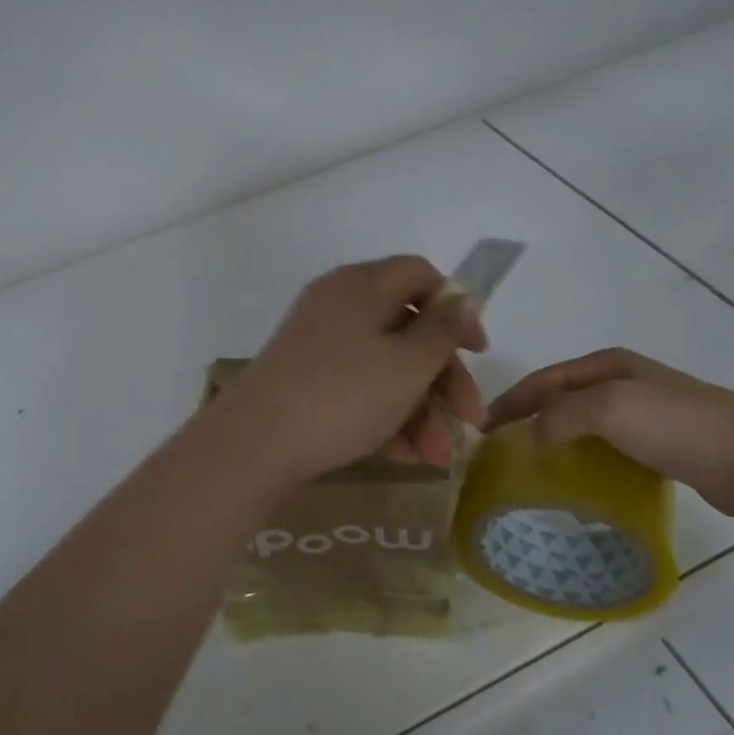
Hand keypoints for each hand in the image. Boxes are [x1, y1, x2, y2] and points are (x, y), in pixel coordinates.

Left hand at [222, 256, 488, 481]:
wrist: (255, 442)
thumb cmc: (344, 394)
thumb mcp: (407, 364)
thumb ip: (443, 330)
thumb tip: (466, 297)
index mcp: (362, 285)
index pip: (420, 276)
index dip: (456, 310)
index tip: (478, 352)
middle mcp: (338, 305)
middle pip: (406, 329)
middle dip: (442, 380)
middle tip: (469, 422)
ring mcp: (317, 343)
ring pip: (384, 366)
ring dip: (418, 410)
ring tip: (434, 459)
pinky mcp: (304, 379)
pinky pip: (356, 386)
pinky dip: (383, 415)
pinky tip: (402, 456)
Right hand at [487, 349, 733, 520]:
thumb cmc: (680, 426)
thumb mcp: (610, 408)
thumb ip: (561, 415)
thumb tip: (532, 436)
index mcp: (608, 364)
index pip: (543, 379)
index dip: (510, 400)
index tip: (481, 428)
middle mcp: (624, 382)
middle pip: (561, 398)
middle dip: (528, 418)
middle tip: (501, 451)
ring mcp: (646, 412)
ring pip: (583, 423)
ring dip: (555, 440)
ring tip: (531, 468)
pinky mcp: (663, 444)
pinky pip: (607, 447)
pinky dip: (584, 458)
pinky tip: (578, 481)